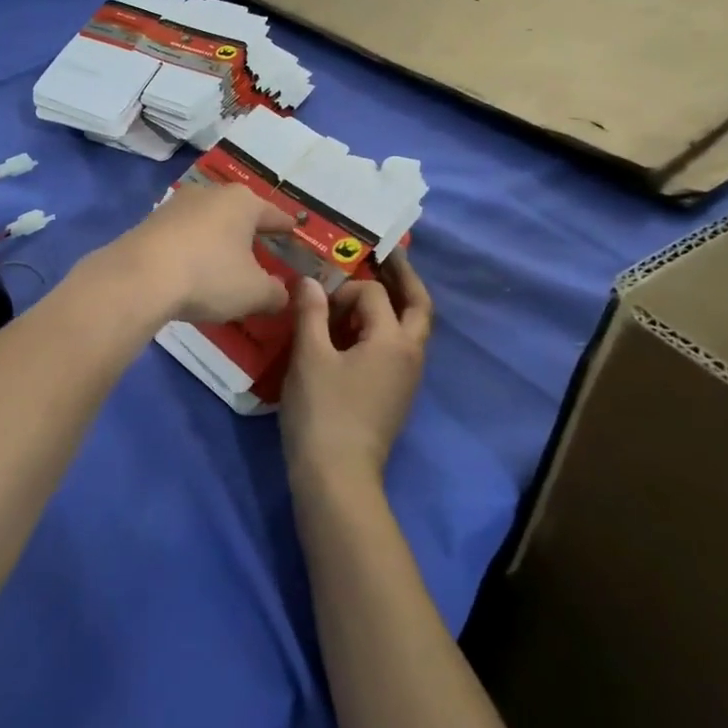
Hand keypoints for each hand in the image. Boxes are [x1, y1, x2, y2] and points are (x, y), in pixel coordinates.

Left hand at [98, 183, 294, 324]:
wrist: (139, 278)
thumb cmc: (209, 276)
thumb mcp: (254, 293)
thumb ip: (275, 293)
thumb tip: (282, 294)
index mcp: (243, 202)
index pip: (274, 214)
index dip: (286, 227)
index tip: (295, 231)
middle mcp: (210, 193)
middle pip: (239, 213)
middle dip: (249, 231)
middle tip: (261, 249)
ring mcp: (176, 205)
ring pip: (208, 221)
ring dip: (218, 239)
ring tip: (225, 260)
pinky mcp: (150, 222)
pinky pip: (183, 235)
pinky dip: (193, 248)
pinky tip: (193, 267)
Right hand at [279, 251, 431, 488]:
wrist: (337, 475)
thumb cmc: (323, 411)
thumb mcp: (310, 356)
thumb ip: (310, 312)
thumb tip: (308, 280)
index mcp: (394, 340)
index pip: (374, 293)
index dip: (343, 289)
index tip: (315, 302)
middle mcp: (410, 354)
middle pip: (418, 305)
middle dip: (403, 277)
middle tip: (388, 252)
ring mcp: (407, 377)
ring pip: (411, 328)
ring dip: (395, 302)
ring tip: (372, 285)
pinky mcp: (396, 394)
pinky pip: (397, 348)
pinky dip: (384, 328)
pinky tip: (356, 331)